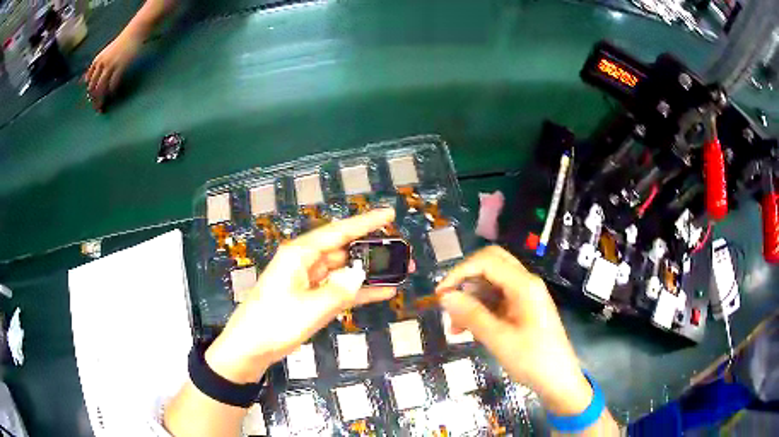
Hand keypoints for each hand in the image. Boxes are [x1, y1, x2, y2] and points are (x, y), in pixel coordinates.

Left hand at [84, 32, 141, 110]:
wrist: (135, 31)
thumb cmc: (122, 42)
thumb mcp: (106, 53)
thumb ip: (97, 65)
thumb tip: (86, 80)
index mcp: (97, 61)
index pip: (89, 82)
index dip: (90, 94)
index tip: (92, 102)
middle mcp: (102, 64)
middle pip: (94, 87)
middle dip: (95, 100)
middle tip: (97, 110)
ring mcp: (111, 66)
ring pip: (102, 88)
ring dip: (102, 100)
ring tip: (103, 108)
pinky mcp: (120, 67)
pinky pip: (113, 84)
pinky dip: (112, 92)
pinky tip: (113, 97)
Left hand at [205, 208, 397, 383]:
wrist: (251, 347)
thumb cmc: (275, 322)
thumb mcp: (311, 307)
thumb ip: (341, 290)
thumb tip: (362, 274)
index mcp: (300, 254)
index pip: (339, 232)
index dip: (366, 222)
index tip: (390, 213)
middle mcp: (306, 262)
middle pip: (345, 250)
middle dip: (374, 250)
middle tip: (404, 253)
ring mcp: (310, 281)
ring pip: (346, 270)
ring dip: (370, 272)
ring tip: (401, 271)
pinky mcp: (312, 298)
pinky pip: (341, 290)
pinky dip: (360, 291)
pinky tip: (384, 291)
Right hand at [436, 246, 592, 415]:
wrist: (558, 380)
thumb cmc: (532, 360)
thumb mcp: (499, 340)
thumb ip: (472, 315)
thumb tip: (445, 296)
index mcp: (524, 285)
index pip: (486, 261)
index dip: (459, 272)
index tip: (440, 295)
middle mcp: (525, 283)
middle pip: (491, 264)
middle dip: (466, 280)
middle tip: (448, 302)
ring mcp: (525, 295)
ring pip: (491, 283)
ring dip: (471, 299)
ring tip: (455, 328)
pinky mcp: (523, 308)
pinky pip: (497, 299)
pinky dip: (480, 309)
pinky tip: (469, 330)